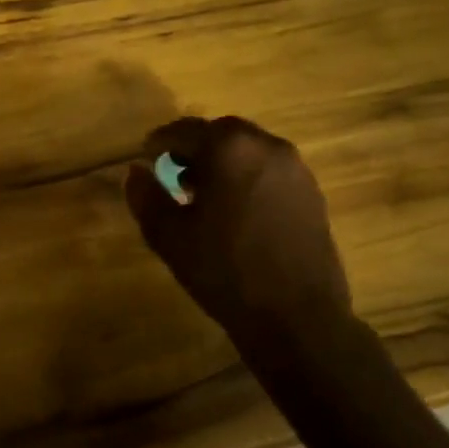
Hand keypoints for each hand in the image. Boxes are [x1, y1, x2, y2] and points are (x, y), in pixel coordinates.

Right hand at [125, 115, 350, 336]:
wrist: (297, 317)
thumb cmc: (224, 271)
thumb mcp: (169, 236)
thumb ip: (146, 196)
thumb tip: (136, 171)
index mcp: (229, 150)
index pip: (184, 130)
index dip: (160, 142)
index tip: (146, 157)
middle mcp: (267, 147)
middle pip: (221, 133)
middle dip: (194, 147)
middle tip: (173, 172)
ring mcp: (295, 169)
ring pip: (249, 150)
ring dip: (223, 161)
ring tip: (204, 193)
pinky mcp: (312, 193)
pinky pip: (270, 169)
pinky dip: (247, 176)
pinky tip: (236, 209)